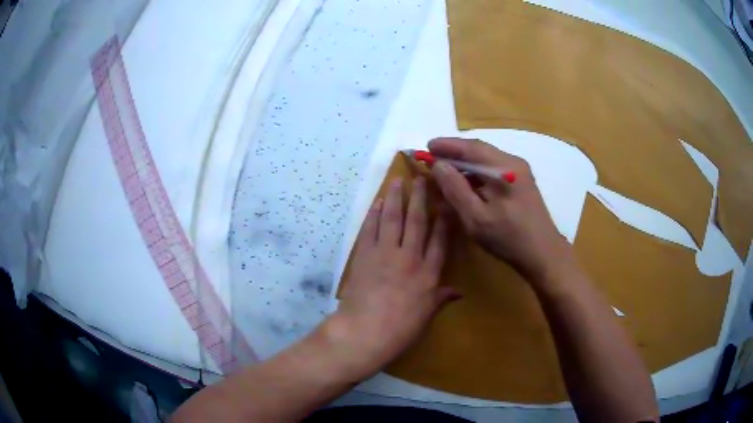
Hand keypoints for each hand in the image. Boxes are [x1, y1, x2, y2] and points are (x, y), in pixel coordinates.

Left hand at [330, 177, 459, 378]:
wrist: (365, 331)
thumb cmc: (401, 328)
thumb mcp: (426, 315)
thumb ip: (441, 299)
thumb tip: (459, 292)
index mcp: (428, 273)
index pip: (440, 239)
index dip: (444, 219)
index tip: (447, 201)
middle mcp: (409, 257)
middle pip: (417, 222)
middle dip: (420, 198)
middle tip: (422, 178)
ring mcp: (385, 254)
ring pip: (393, 219)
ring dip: (396, 198)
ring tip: (398, 180)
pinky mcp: (365, 255)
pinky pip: (371, 229)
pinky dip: (374, 215)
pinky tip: (378, 202)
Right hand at [428, 138, 571, 281]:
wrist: (543, 254)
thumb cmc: (509, 238)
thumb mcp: (476, 217)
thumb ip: (456, 189)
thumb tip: (438, 165)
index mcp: (505, 168)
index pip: (472, 147)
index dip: (447, 145)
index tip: (427, 146)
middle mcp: (513, 163)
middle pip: (479, 151)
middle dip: (454, 153)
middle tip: (432, 158)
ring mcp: (520, 173)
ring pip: (486, 161)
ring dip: (465, 165)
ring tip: (444, 172)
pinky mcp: (521, 184)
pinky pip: (493, 171)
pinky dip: (476, 175)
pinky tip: (465, 185)